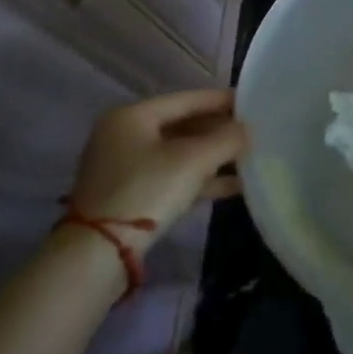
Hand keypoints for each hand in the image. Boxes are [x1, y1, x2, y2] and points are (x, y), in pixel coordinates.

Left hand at [68, 89, 248, 248]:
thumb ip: (226, 139)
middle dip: (219, 131)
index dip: (222, 100)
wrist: (98, 254)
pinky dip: (200, 179)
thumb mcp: (194, 160)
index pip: (187, 99)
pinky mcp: (130, 196)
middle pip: (183, 125)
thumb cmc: (147, 190)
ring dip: (213, 157)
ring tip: (249, 158)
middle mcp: (124, 135)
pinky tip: (233, 186)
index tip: (252, 101)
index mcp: (132, 116)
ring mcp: (125, 168)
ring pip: (179, 153)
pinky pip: (172, 177)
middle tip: (253, 132)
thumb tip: (247, 130)